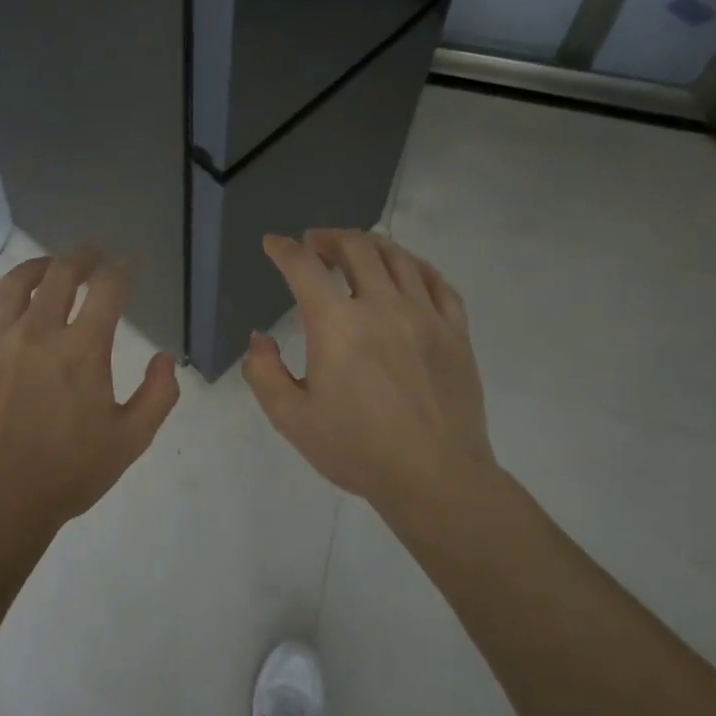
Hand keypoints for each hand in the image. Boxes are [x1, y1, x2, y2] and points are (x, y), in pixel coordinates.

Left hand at [0, 250, 180, 543]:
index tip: (122, 266)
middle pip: (60, 276)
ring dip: (34, 268)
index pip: (107, 290)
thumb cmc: (68, 473)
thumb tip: (165, 356)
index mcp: (83, 349)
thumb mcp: (130, 440)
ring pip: (12, 285)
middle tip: (88, 256)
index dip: (119, 271)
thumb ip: (157, 395)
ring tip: (46, 267)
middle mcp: (38, 332)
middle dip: (79, 258)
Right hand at [242, 229, 496, 519]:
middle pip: (356, 248)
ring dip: (370, 245)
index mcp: (336, 324)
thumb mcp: (291, 418)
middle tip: (315, 244)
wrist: (435, 478)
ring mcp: (425, 315)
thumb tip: (259, 339)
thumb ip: (264, 372)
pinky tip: (406, 271)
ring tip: (356, 251)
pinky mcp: (456, 331)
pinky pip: (437, 281)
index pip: (304, 267)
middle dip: (329, 238)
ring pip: (398, 257)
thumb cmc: (357, 450)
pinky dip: (415, 266)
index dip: (284, 249)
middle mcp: (381, 306)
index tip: (273, 244)